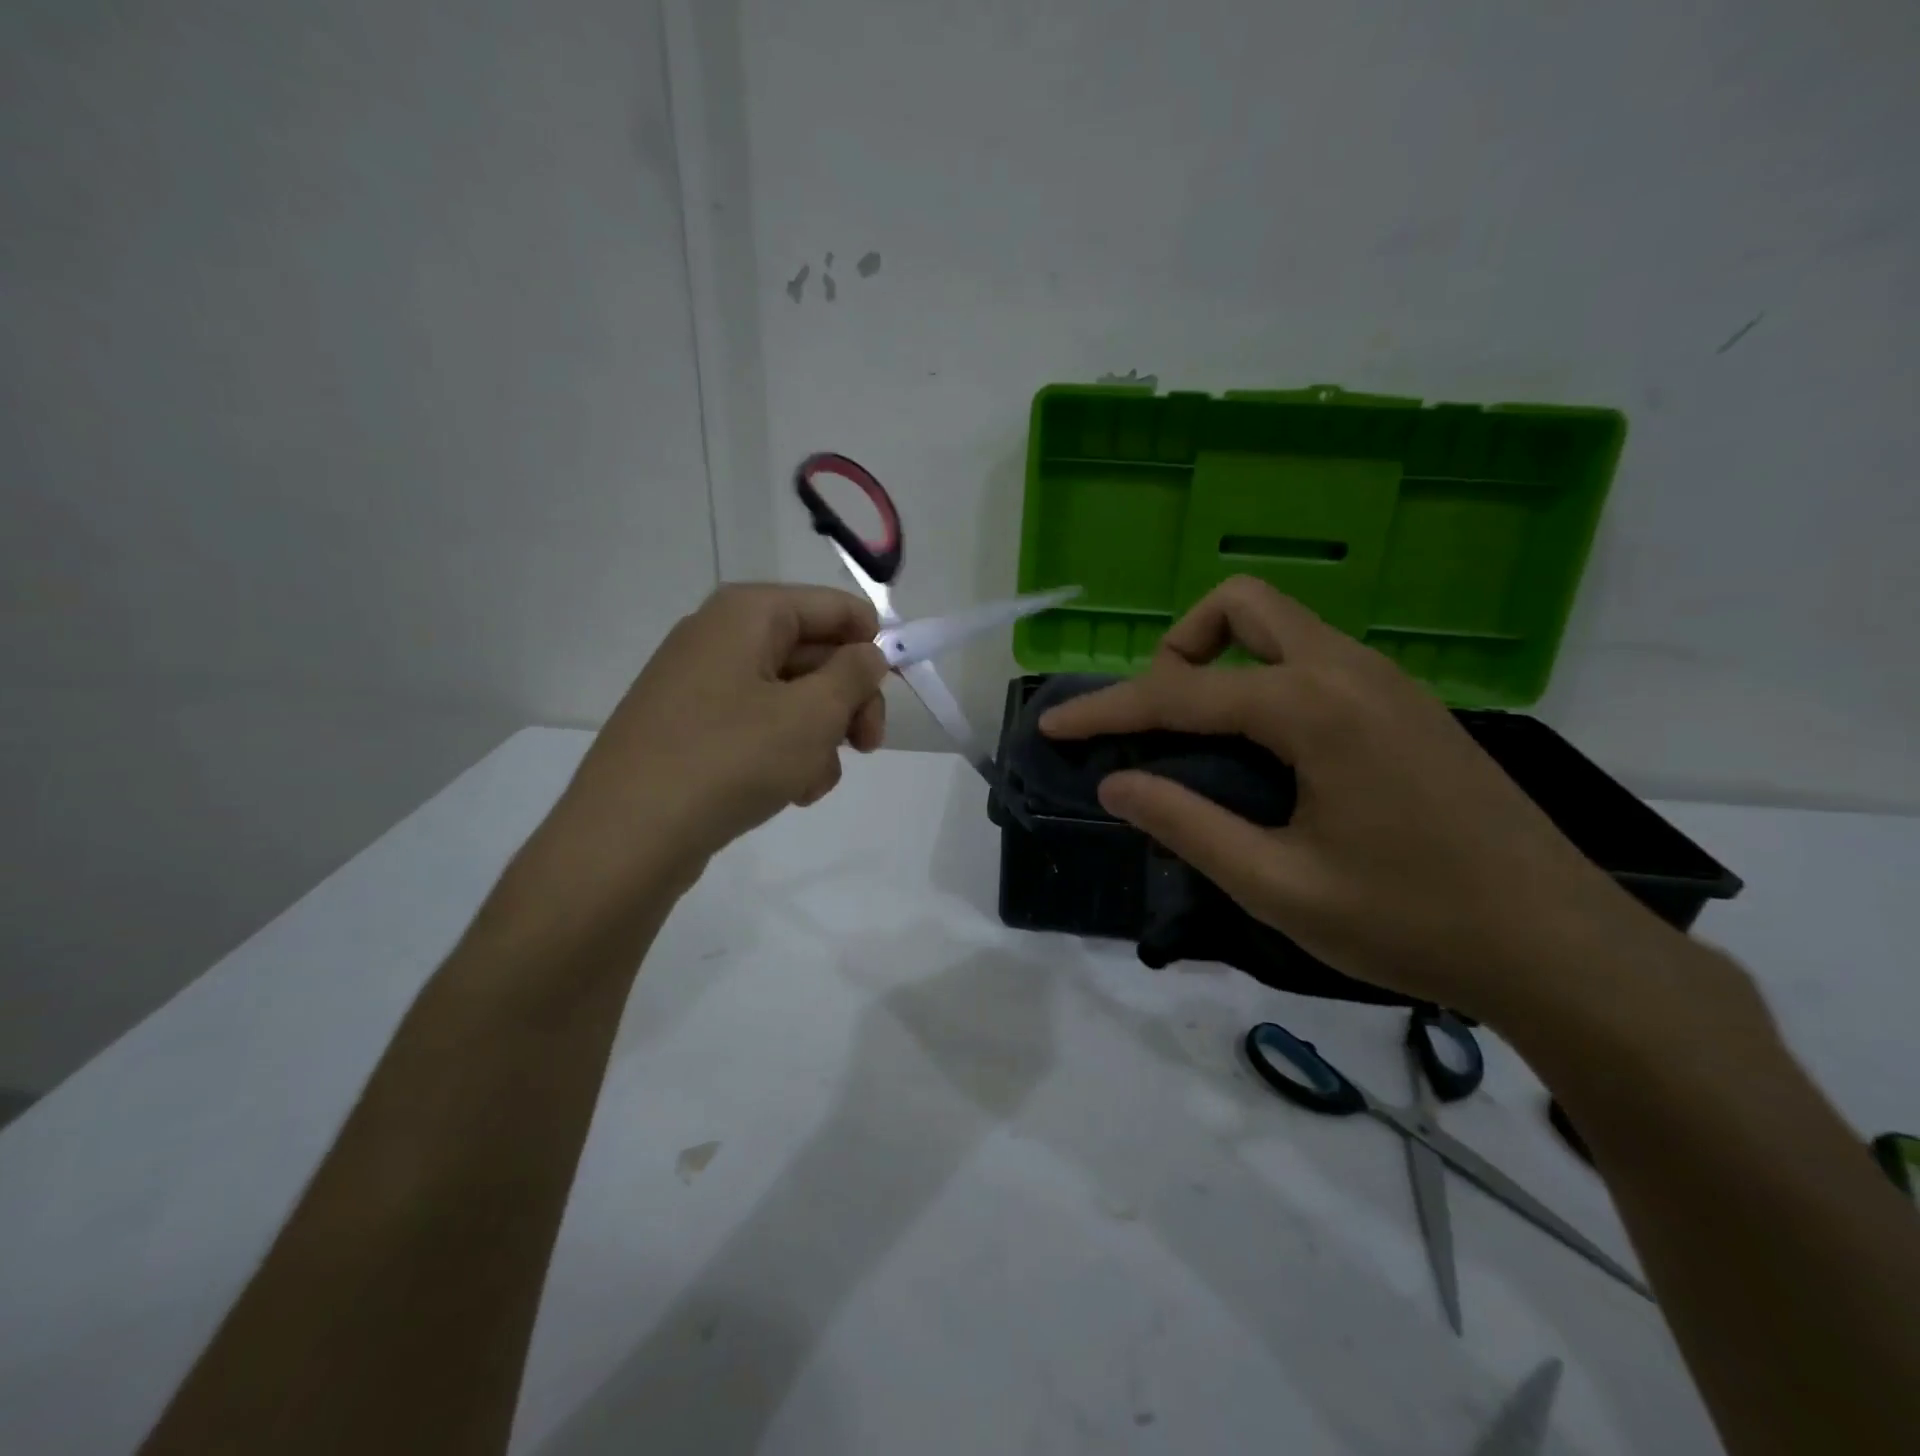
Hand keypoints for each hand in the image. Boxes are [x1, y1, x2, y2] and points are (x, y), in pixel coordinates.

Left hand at [560, 584, 887, 877]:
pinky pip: (758, 727)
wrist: (628, 835)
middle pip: (815, 654)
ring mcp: (701, 684)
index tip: (897, 691)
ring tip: (811, 783)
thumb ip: (855, 675)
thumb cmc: (731, 758)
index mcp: (749, 613)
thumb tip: (869, 653)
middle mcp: (721, 636)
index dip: (875, 644)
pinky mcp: (691, 728)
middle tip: (869, 746)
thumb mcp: (812, 714)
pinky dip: (783, 755)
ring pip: (791, 699)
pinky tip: (787, 793)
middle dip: (847, 703)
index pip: (836, 608)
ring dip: (818, 739)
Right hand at [1039, 576, 1658, 1019]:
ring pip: (1284, 627)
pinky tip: (1269, 754)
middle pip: (1242, 606)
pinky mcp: (1410, 706)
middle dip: (1181, 647)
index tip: (1054, 725)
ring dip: (1224, 661)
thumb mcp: (1277, 885)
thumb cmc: (1412, 922)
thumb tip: (1117, 784)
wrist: (1563, 948)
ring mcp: (1388, 683)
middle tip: (1162, 717)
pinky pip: (1315, 661)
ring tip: (1204, 739)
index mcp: (1313, 708)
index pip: (1179, 691)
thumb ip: (1186, 824)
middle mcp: (1349, 671)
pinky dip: (1267, 682)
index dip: (1106, 710)